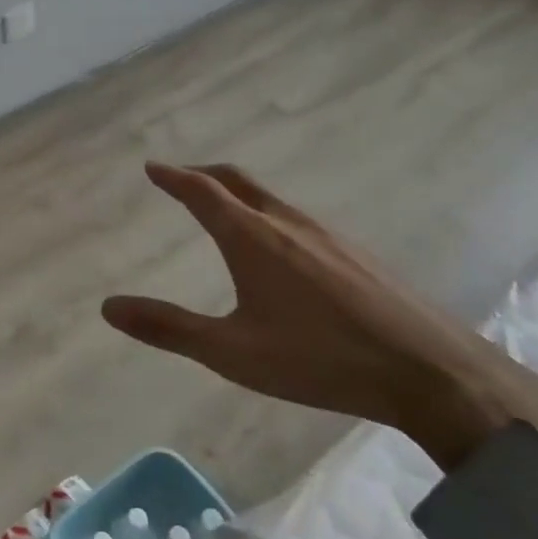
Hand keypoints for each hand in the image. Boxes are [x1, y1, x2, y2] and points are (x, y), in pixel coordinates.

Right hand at [101, 162, 537, 471]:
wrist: (429, 371)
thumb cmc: (318, 359)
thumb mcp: (231, 352)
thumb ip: (168, 328)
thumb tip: (108, 307)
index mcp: (251, 238)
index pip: (202, 192)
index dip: (173, 177)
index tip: (152, 167)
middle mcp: (286, 223)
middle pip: (237, 180)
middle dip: (204, 173)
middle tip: (181, 177)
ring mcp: (326, 234)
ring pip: (270, 198)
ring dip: (238, 192)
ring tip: (223, 208)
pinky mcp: (355, 253)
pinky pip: (297, 218)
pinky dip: (268, 213)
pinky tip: (279, 247)